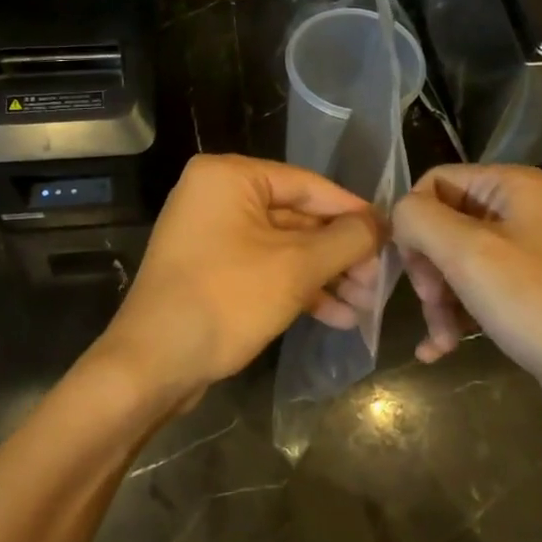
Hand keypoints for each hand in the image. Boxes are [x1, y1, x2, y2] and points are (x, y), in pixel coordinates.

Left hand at [97, 154, 383, 408]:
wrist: (152, 365)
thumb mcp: (296, 268)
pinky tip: (336, 316)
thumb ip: (346, 240)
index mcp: (230, 177)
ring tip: (365, 306)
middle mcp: (217, 195)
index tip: (390, 237)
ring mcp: (211, 233)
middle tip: (378, 282)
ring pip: (283, 246)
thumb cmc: (226, 300)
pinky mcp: (210, 269)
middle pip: (297, 217)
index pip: (308, 185)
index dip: (353, 212)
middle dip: (340, 254)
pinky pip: (263, 267)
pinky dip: (297, 288)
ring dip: (324, 275)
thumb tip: (382, 224)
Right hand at [392, 164, 541, 432]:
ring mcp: (523, 253)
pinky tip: (438, 350)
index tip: (414, 267)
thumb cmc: (540, 305)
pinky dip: (454, 317)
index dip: (414, 221)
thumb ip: (419, 220)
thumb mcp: (470, 254)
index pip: (434, 182)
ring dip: (438, 300)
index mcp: (511, 186)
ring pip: (453, 263)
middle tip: (432, 303)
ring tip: (441, 338)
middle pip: (441, 224)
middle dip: (428, 268)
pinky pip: (474, 292)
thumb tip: (398, 216)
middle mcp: (518, 210)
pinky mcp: (525, 293)